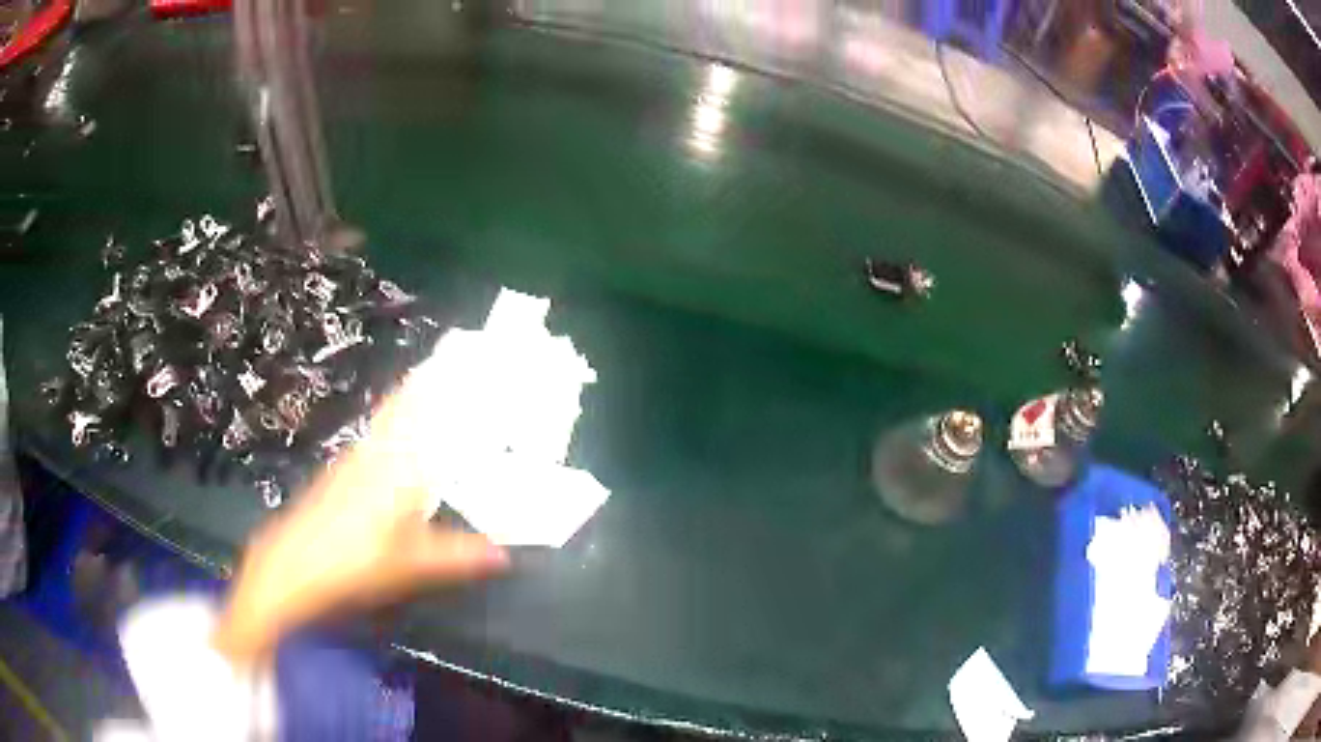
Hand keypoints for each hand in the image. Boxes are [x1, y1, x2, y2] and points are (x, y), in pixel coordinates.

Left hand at [211, 390, 509, 668]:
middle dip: (428, 382)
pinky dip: (391, 424)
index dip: (439, 379)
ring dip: (409, 399)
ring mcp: (354, 460)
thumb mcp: (414, 564)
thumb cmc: (356, 560)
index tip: (465, 355)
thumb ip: (460, 555)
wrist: (294, 566)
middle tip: (458, 364)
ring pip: (386, 417)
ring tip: (434, 386)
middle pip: (402, 404)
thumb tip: (505, 555)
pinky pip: (373, 436)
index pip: (420, 408)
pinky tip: (395, 438)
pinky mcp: (340, 473)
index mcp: (397, 464)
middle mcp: (375, 451)